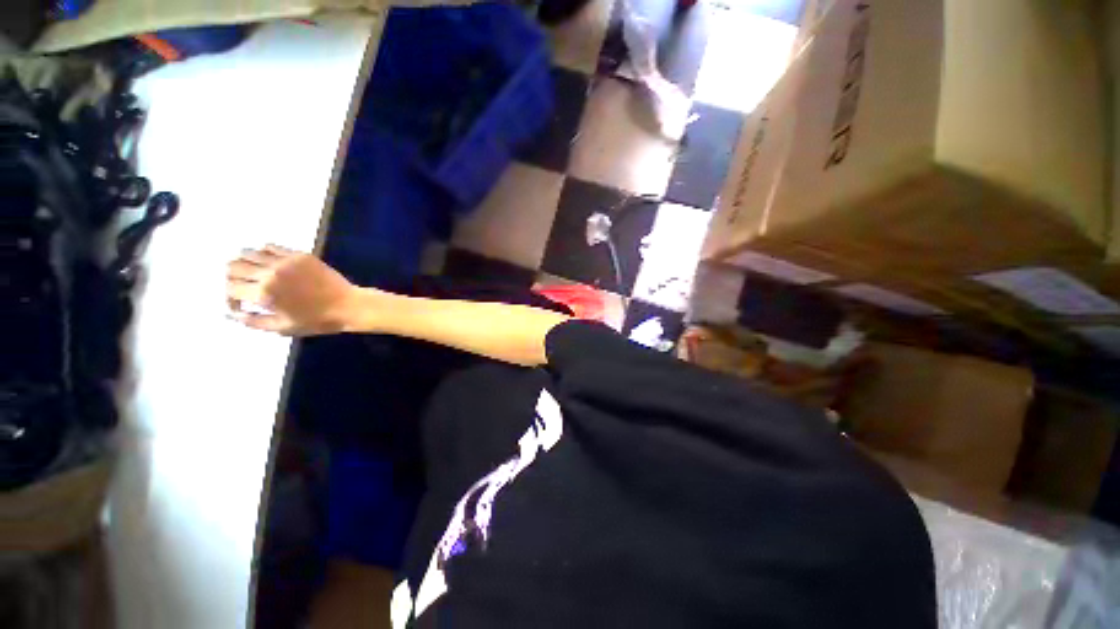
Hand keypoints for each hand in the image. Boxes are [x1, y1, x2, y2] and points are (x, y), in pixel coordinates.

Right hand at [226, 244, 359, 335]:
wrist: (349, 305)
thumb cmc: (317, 321)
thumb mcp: (282, 328)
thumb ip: (252, 321)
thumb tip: (228, 314)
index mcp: (264, 293)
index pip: (229, 287)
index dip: (230, 297)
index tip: (241, 304)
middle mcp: (270, 273)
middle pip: (233, 266)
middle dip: (233, 279)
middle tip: (245, 288)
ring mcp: (286, 261)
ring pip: (248, 253)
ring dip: (245, 264)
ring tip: (255, 276)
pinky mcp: (299, 254)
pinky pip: (270, 246)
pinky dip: (262, 254)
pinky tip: (270, 265)